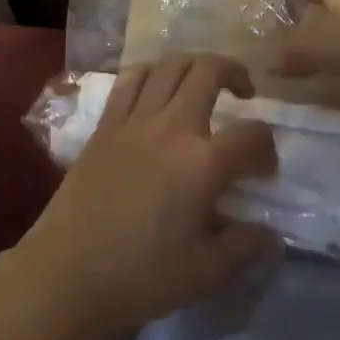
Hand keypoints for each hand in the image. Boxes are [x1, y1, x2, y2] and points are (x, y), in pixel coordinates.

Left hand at [13, 53, 280, 336]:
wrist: (67, 271)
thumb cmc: (139, 275)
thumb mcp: (203, 274)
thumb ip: (243, 249)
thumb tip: (273, 236)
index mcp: (202, 162)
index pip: (251, 135)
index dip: (267, 147)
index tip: (265, 168)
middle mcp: (172, 126)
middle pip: (209, 71)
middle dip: (234, 72)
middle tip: (244, 92)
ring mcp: (136, 118)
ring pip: (170, 64)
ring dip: (195, 64)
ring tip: (203, 81)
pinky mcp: (107, 122)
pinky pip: (131, 78)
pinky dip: (152, 71)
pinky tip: (158, 85)